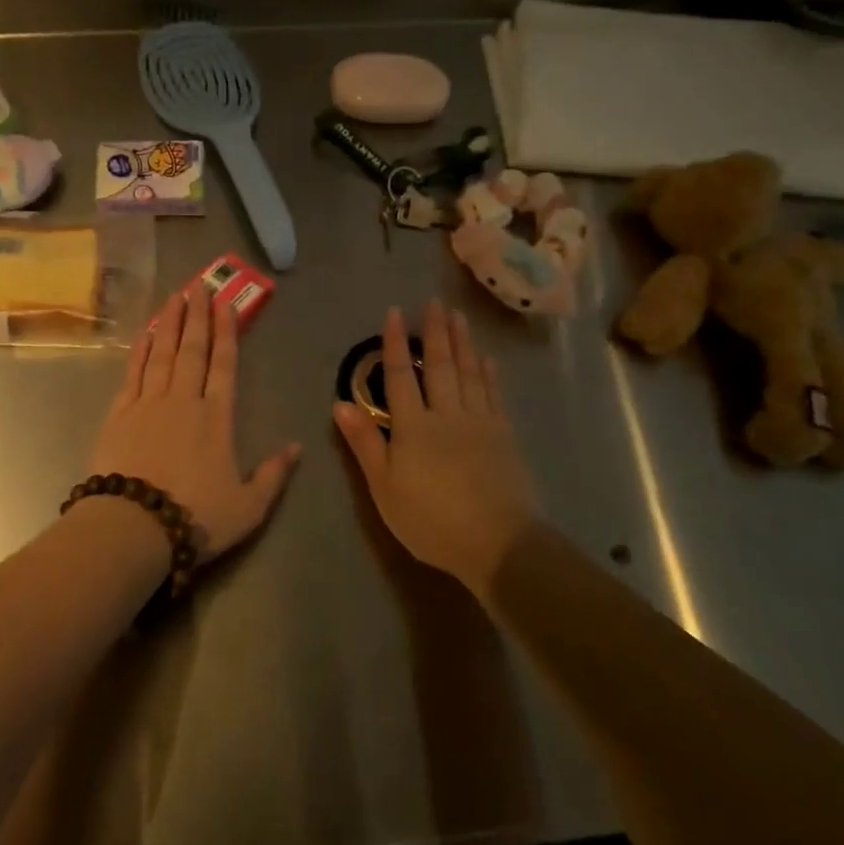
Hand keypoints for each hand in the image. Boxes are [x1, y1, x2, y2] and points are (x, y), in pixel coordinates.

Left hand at [90, 283, 301, 564]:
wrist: (133, 527)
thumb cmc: (195, 517)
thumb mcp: (249, 507)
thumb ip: (273, 475)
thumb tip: (297, 447)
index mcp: (217, 418)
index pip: (224, 364)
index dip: (226, 332)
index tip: (225, 303)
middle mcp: (184, 401)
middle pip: (193, 350)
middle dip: (198, 316)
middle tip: (199, 285)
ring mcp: (149, 403)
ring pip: (163, 353)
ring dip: (170, 323)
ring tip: (175, 296)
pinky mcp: (120, 414)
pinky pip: (133, 372)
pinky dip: (141, 350)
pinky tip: (146, 333)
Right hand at [334, 302, 537, 589]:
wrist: (498, 542)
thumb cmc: (431, 519)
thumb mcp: (385, 487)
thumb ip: (365, 443)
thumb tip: (340, 403)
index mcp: (413, 426)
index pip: (399, 375)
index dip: (394, 343)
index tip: (395, 313)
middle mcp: (446, 413)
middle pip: (438, 365)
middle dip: (435, 332)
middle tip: (435, 302)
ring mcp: (479, 421)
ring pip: (468, 372)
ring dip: (462, 342)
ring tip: (458, 317)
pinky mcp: (503, 434)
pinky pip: (493, 394)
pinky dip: (489, 373)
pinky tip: (487, 358)